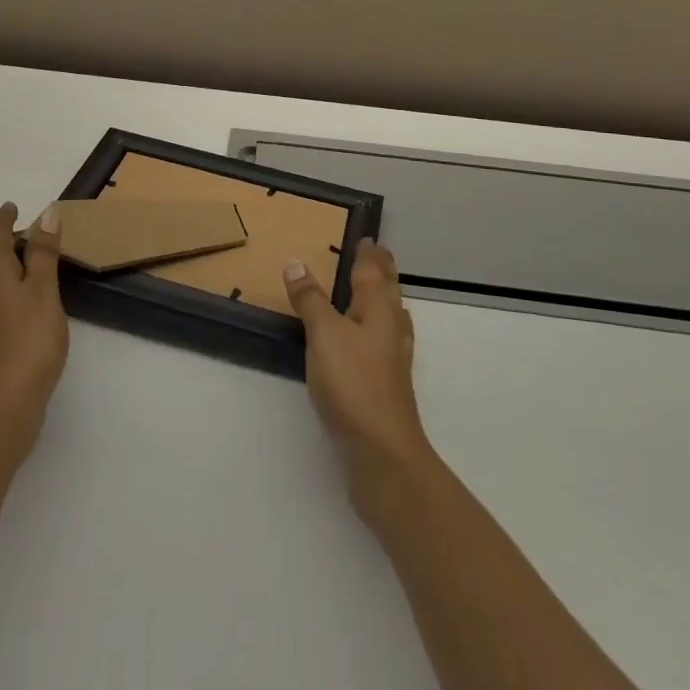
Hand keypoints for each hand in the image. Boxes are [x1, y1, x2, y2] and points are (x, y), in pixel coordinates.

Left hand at [0, 202, 68, 449]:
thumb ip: (44, 252)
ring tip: (28, 261)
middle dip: (4, 239)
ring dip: (4, 264)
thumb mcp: (44, 289)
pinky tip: (19, 300)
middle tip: (29, 232)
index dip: (6, 218)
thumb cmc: (27, 339)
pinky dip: (4, 287)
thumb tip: (46, 214)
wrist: (0, 406)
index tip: (14, 206)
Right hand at [284, 241, 433, 488]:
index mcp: (376, 310)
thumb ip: (309, 299)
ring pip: (391, 317)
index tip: (368, 238)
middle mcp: (390, 329)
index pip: (372, 272)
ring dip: (384, 299)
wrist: (382, 451)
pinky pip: (387, 342)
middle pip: (388, 292)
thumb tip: (295, 262)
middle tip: (378, 255)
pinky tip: (374, 342)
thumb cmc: (352, 382)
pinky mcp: (389, 384)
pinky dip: (380, 329)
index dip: (368, 254)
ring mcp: (393, 359)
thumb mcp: (323, 334)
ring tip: (380, 291)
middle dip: (382, 272)